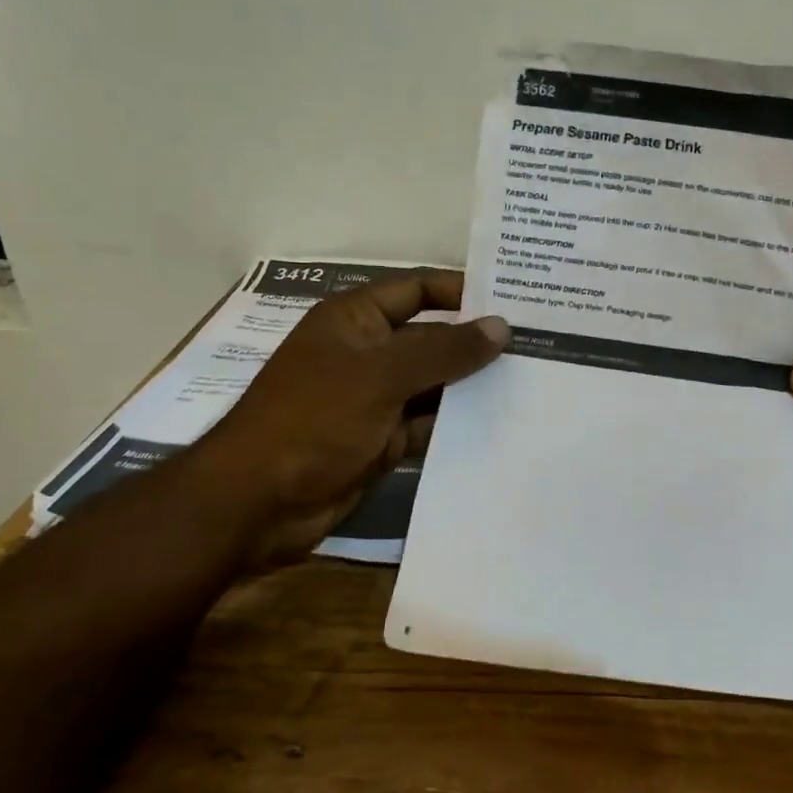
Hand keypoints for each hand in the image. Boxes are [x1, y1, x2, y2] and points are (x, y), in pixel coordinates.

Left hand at [199, 270, 508, 565]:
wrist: (257, 503)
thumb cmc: (314, 419)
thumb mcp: (381, 376)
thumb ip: (444, 351)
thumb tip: (501, 327)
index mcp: (355, 319)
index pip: (417, 289)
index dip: (461, 291)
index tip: (513, 300)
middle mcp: (367, 352)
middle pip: (430, 338)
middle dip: (475, 343)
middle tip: (535, 346)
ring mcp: (373, 399)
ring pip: (433, 384)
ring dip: (470, 386)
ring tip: (530, 384)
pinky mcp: (381, 440)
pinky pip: (427, 424)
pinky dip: (455, 425)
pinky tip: (499, 425)